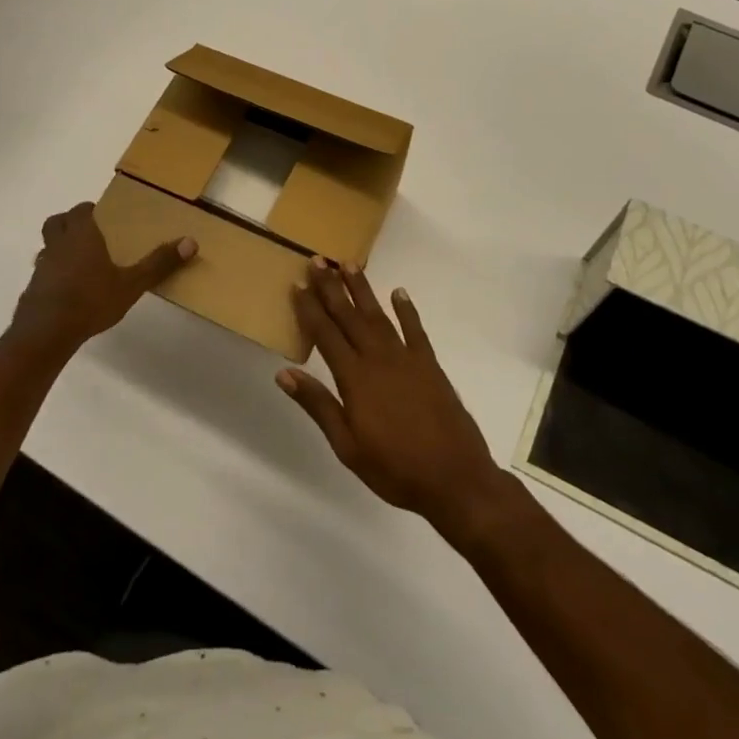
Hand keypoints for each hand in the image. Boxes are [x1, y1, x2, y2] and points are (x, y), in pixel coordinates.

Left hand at [10, 202, 195, 351]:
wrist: (46, 332)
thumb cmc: (91, 300)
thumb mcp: (132, 284)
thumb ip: (159, 263)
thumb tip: (190, 241)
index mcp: (81, 235)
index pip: (81, 210)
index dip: (91, 210)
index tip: (105, 217)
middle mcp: (58, 244)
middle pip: (57, 222)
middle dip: (70, 223)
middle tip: (90, 234)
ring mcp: (42, 266)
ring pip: (47, 246)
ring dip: (60, 248)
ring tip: (81, 263)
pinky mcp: (33, 288)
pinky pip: (43, 271)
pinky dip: (54, 273)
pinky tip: (69, 290)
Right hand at [281, 259, 509, 537]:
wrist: (454, 478)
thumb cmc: (395, 469)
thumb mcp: (347, 446)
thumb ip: (318, 406)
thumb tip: (284, 373)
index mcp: (354, 379)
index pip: (325, 335)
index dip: (309, 308)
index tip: (297, 284)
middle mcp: (378, 359)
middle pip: (349, 316)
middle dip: (331, 287)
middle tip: (317, 260)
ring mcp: (407, 359)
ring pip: (378, 315)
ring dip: (362, 289)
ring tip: (348, 264)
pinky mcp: (430, 365)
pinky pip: (415, 330)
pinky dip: (406, 310)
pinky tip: (399, 292)